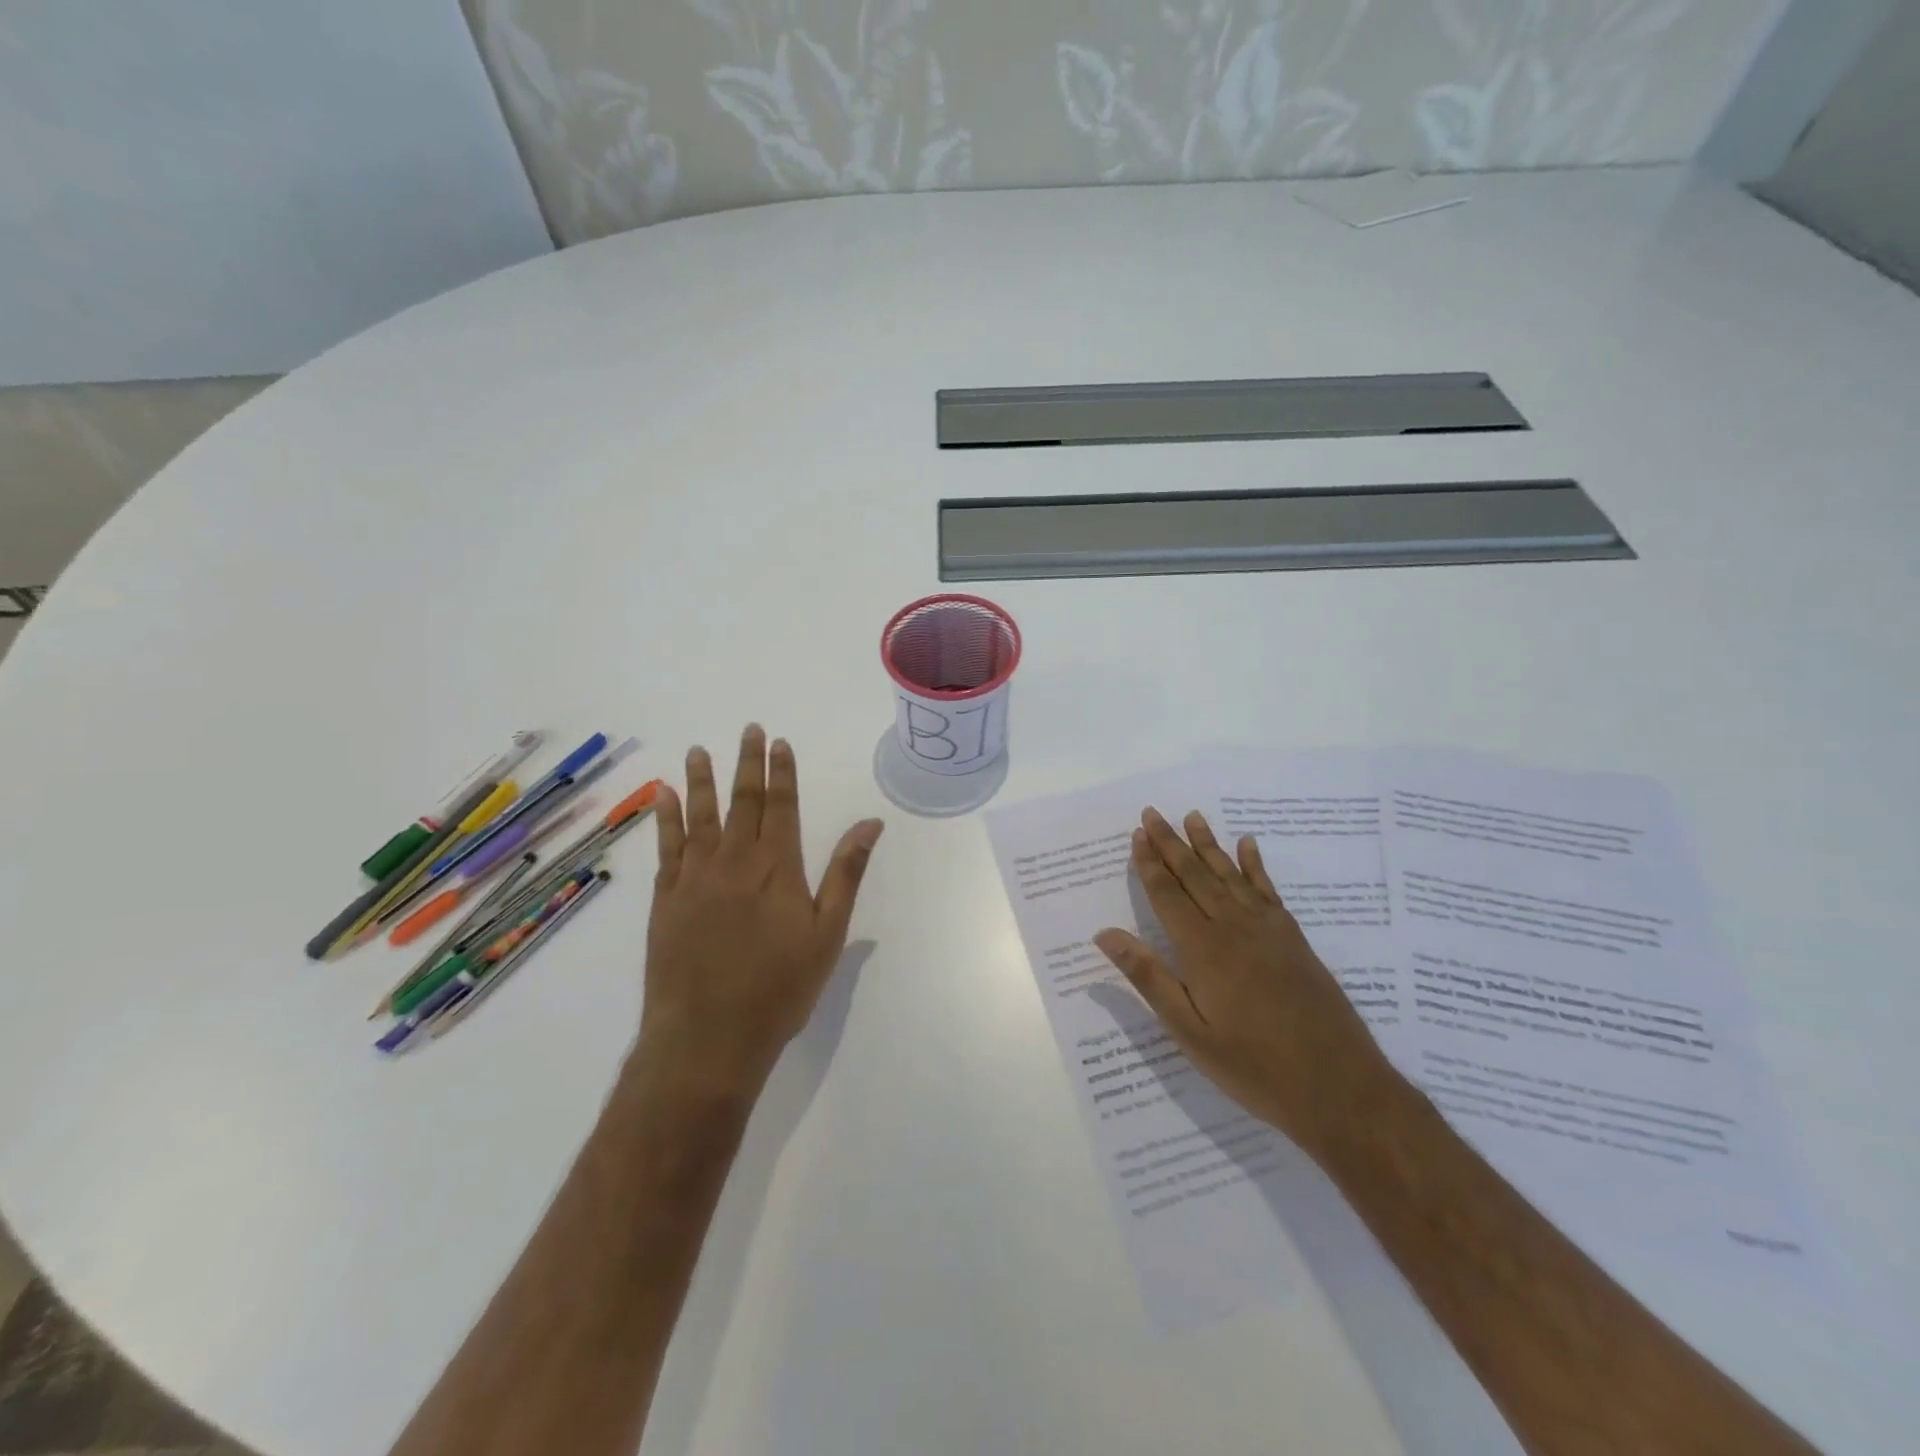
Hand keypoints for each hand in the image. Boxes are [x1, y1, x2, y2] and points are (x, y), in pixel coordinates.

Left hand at [639, 725, 883, 1099]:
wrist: (708, 1037)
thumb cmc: (780, 988)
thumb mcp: (828, 933)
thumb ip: (847, 873)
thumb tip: (871, 824)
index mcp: (777, 867)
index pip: (781, 805)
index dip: (781, 771)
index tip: (779, 742)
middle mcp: (734, 860)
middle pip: (743, 801)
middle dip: (747, 763)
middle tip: (748, 730)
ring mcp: (695, 877)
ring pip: (700, 815)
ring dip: (701, 780)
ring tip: (699, 750)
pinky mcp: (666, 899)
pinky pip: (666, 846)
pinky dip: (665, 817)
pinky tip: (663, 796)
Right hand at [1094, 808, 1397, 1163]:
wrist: (1340, 1089)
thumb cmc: (1254, 1068)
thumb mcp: (1190, 1032)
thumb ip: (1149, 978)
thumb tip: (1105, 934)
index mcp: (1203, 950)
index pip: (1168, 895)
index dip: (1150, 864)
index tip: (1137, 833)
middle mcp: (1234, 928)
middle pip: (1196, 875)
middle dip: (1171, 843)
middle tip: (1153, 812)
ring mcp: (1268, 931)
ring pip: (1230, 875)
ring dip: (1208, 845)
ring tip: (1193, 816)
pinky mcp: (1293, 939)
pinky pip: (1268, 891)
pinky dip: (1255, 865)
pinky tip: (1248, 845)